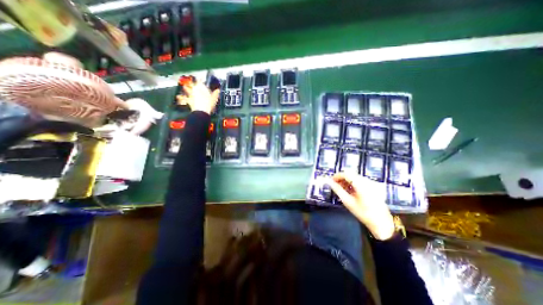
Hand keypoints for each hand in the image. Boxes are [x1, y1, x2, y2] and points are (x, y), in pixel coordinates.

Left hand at [178, 81, 219, 113]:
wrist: (201, 111)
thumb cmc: (208, 103)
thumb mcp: (214, 98)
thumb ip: (215, 93)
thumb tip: (218, 90)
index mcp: (201, 87)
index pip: (200, 80)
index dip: (200, 79)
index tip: (200, 78)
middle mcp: (195, 89)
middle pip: (192, 83)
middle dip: (192, 83)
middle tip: (191, 82)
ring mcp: (190, 94)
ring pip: (186, 89)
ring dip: (185, 87)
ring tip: (184, 86)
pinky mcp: (188, 100)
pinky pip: (183, 98)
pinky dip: (180, 97)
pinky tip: (178, 96)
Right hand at [327, 173, 394, 239]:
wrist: (381, 222)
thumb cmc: (363, 213)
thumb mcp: (348, 202)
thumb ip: (338, 190)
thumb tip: (329, 182)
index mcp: (361, 184)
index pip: (346, 174)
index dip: (337, 176)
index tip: (331, 180)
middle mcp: (367, 181)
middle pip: (351, 174)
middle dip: (341, 178)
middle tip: (335, 185)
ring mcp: (371, 183)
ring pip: (355, 176)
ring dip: (347, 180)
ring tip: (342, 189)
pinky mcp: (373, 186)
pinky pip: (360, 180)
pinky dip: (353, 183)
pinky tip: (350, 191)